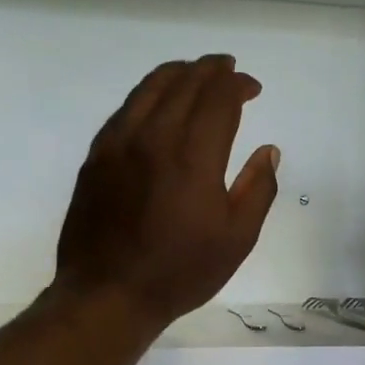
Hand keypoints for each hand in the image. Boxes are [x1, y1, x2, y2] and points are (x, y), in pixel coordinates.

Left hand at [55, 55, 280, 328]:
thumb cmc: (180, 271)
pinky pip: (125, 109)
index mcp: (193, 156)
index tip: (253, 88)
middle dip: (211, 71)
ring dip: (178, 73)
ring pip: (149, 88)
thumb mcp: (237, 239)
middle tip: (228, 70)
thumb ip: (257, 188)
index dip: (238, 85)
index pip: (218, 98)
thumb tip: (268, 151)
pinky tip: (157, 102)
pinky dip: (147, 94)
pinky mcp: (96, 156)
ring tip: (195, 73)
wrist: (109, 294)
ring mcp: (118, 143)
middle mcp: (153, 137)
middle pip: (184, 83)